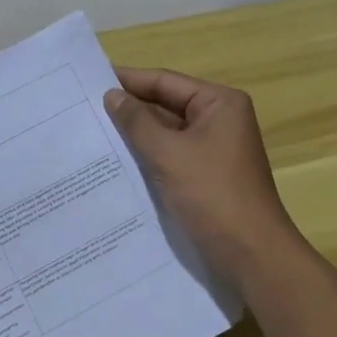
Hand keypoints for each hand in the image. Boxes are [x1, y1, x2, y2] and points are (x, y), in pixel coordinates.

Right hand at [105, 67, 304, 293]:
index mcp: (219, 103)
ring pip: (167, 132)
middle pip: (167, 105)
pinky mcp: (207, 176)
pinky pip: (171, 156)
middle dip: (130, 109)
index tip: (91, 80)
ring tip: (93, 131)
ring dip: (136, 134)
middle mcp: (220, 120)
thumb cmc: (212, 194)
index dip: (129, 80)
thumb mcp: (168, 153)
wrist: (251, 256)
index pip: (166, 81)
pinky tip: (117, 161)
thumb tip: (112, 95)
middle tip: (85, 107)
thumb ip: (136, 122)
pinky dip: (148, 156)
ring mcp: (214, 150)